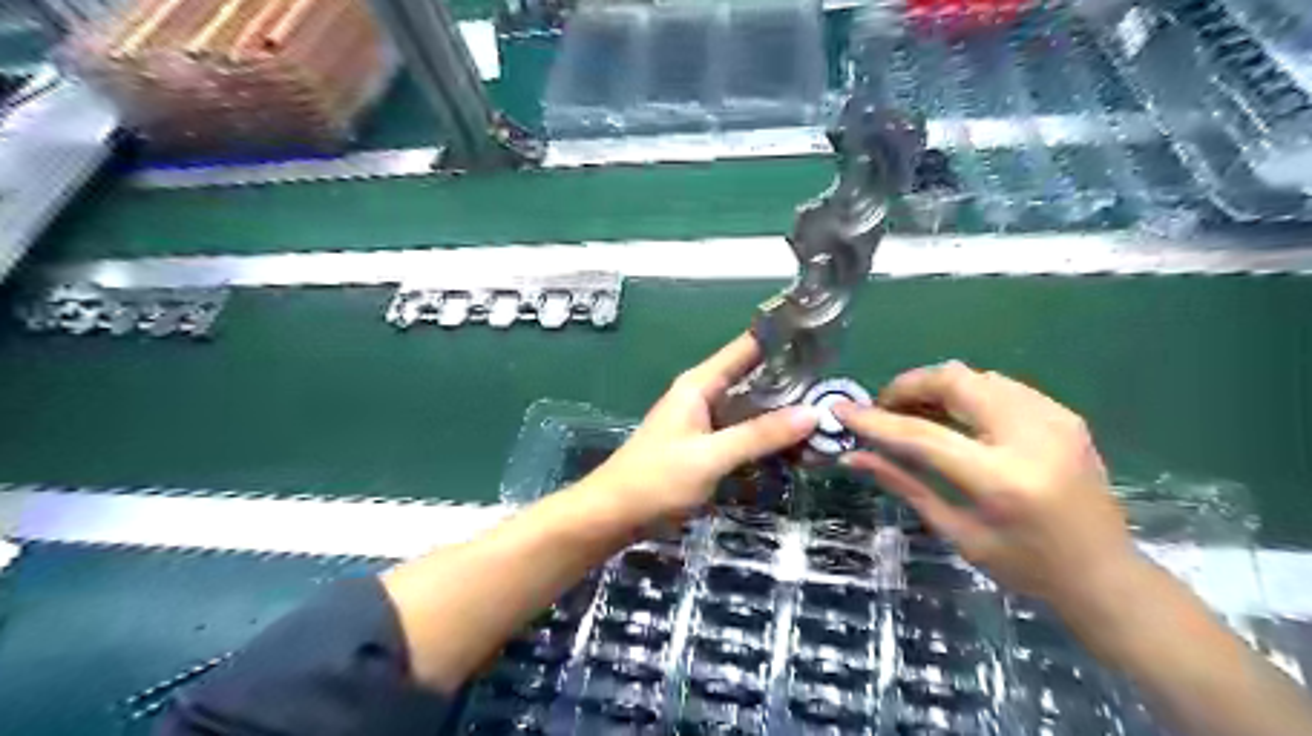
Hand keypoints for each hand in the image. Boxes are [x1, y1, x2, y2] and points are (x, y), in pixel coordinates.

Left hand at [587, 333, 817, 524]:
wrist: (614, 515)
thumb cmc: (656, 479)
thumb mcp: (710, 456)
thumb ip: (759, 435)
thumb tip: (812, 413)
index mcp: (700, 384)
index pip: (747, 348)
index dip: (781, 340)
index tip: (822, 339)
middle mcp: (706, 396)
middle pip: (755, 379)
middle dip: (793, 383)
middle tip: (838, 389)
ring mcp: (708, 423)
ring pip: (753, 409)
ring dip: (784, 414)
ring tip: (828, 417)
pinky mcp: (709, 448)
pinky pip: (746, 435)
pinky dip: (769, 438)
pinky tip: (799, 447)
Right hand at [842, 359, 1139, 609]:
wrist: (1105, 574)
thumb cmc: (1025, 566)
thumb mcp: (956, 532)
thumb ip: (904, 484)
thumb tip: (852, 457)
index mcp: (1002, 479)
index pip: (922, 435)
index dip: (875, 420)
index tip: (841, 410)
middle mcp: (1031, 437)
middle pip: (954, 382)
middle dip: (908, 386)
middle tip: (885, 408)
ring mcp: (1054, 419)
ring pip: (976, 376)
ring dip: (936, 387)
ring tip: (916, 413)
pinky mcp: (1064, 414)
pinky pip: (1001, 385)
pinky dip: (967, 394)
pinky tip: (956, 418)